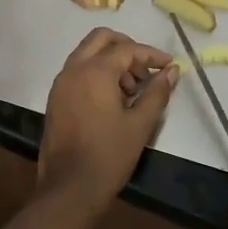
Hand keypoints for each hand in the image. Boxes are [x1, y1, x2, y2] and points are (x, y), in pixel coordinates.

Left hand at [37, 28, 178, 215]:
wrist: (69, 189)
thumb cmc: (109, 155)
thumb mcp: (140, 124)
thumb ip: (157, 93)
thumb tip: (172, 71)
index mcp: (95, 71)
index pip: (127, 49)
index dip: (151, 54)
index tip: (169, 65)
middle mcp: (74, 69)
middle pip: (101, 39)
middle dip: (127, 48)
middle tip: (146, 69)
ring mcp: (61, 83)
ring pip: (87, 53)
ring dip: (110, 60)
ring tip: (132, 88)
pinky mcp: (55, 98)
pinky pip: (77, 70)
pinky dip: (96, 72)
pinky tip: (112, 98)